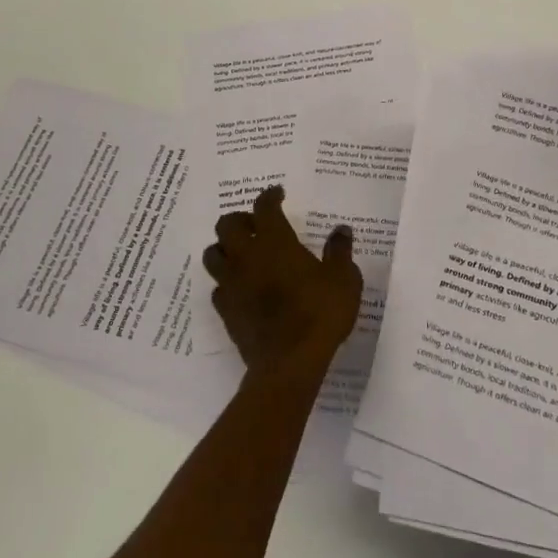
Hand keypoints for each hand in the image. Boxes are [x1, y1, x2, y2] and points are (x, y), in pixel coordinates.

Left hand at [202, 187, 362, 382]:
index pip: (264, 207)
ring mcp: (232, 284)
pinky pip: (218, 287)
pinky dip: (227, 282)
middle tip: (257, 225)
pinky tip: (241, 287)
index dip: (270, 196)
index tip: (278, 194)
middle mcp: (246, 256)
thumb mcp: (343, 279)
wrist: (289, 363)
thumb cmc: (319, 313)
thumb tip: (341, 230)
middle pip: (227, 225)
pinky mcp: (225, 310)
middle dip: (241, 219)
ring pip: (213, 254)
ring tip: (242, 253)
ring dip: (225, 248)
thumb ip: (340, 251)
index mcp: (274, 241)